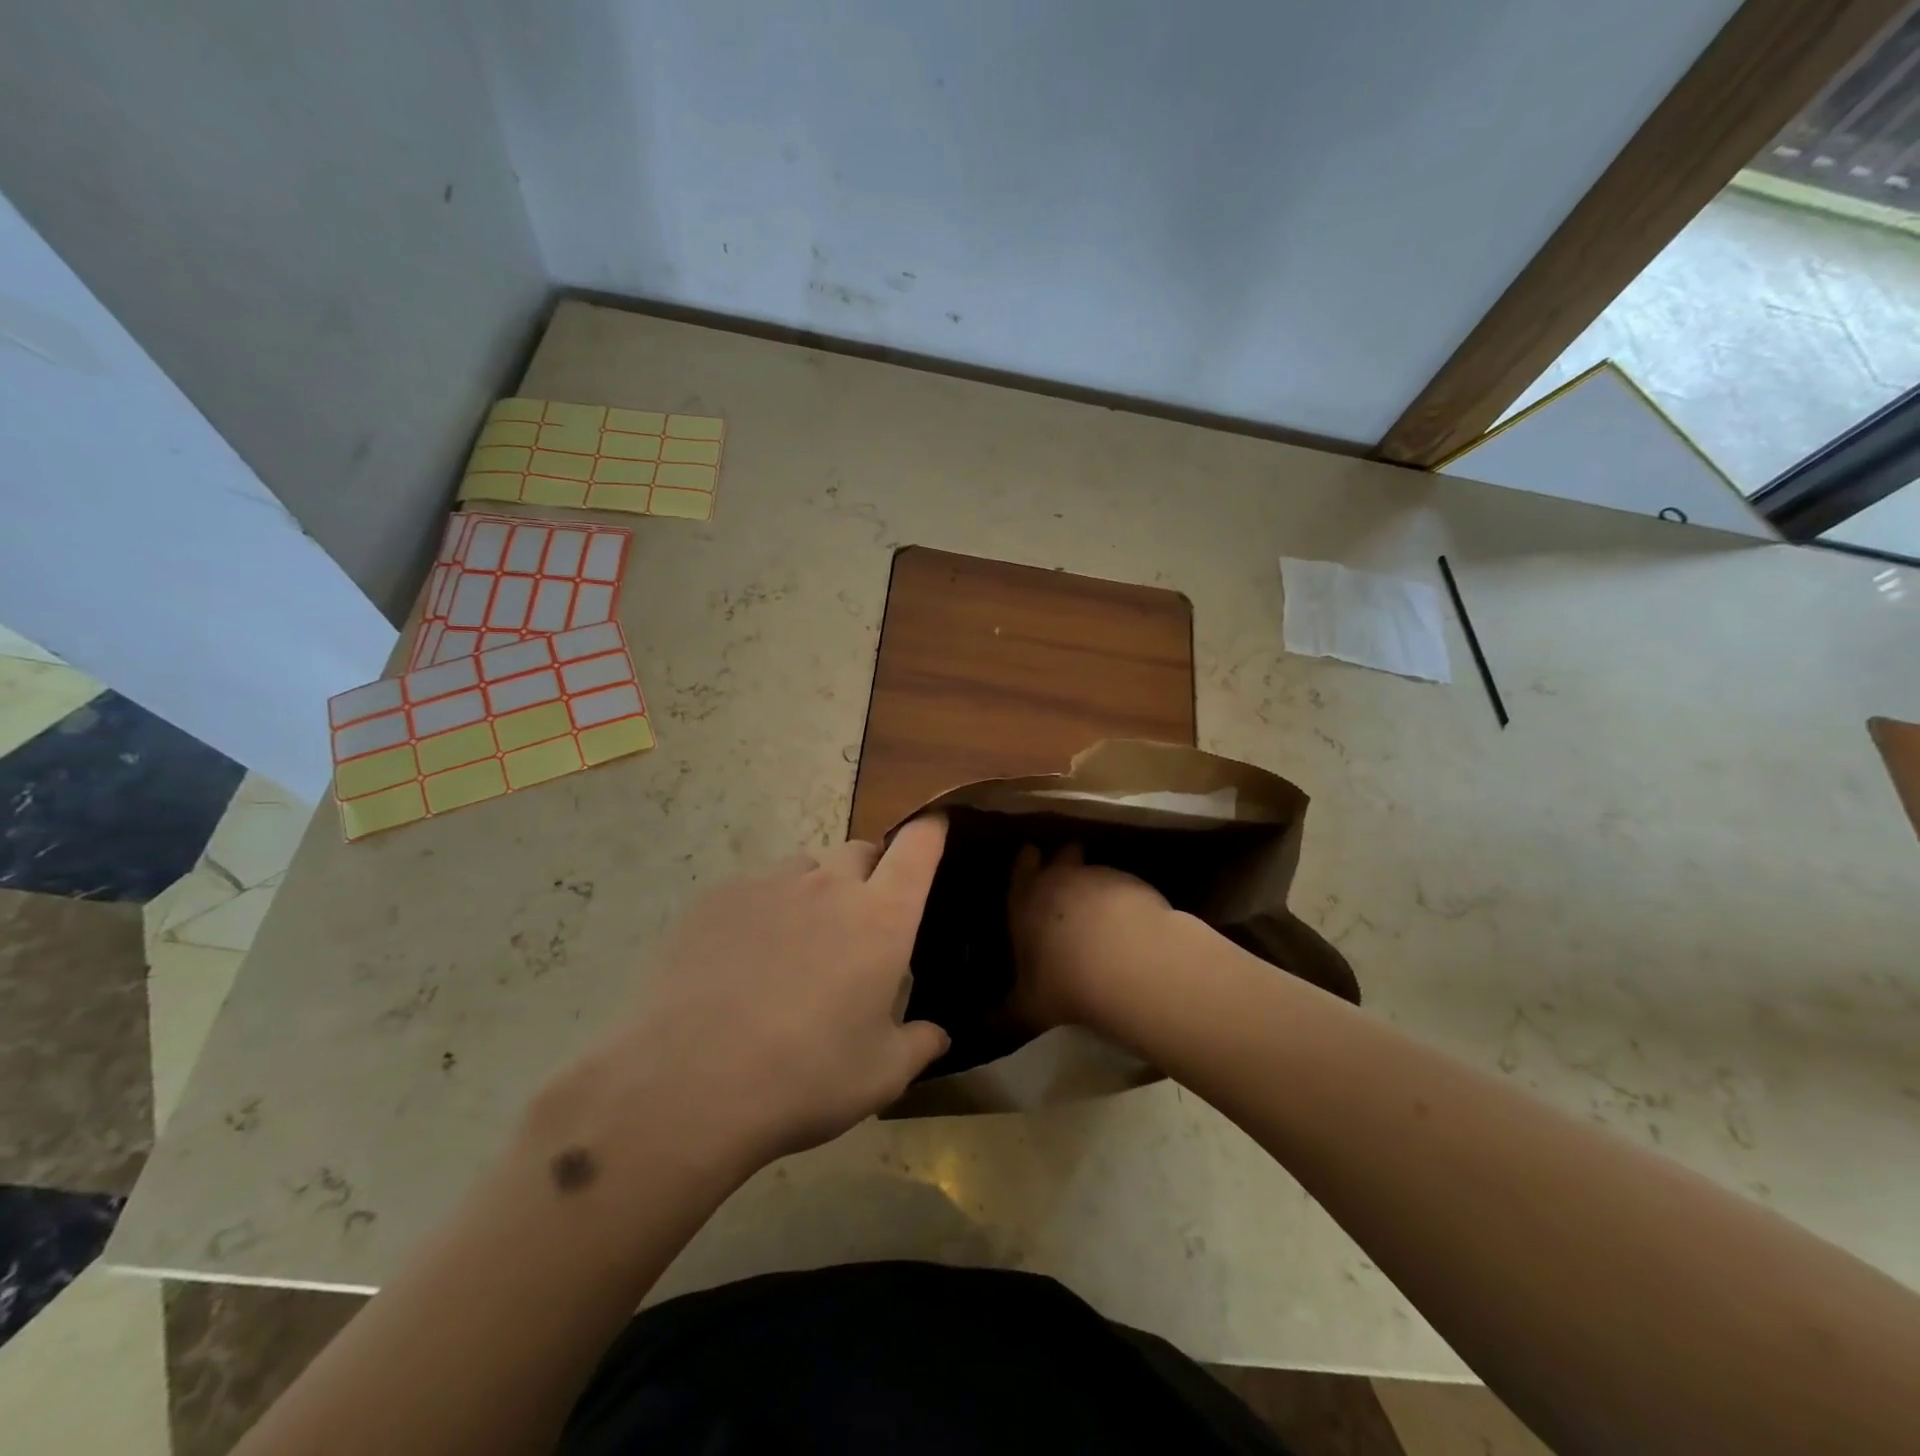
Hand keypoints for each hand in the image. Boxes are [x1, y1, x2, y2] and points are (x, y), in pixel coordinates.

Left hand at [554, 817, 952, 1180]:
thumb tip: (936, 1033)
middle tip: (859, 923)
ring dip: (815, 892)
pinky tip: (741, 961)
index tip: (937, 827)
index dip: (932, 831)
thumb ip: (918, 1044)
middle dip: (870, 873)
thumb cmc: (805, 1078)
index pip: (918, 848)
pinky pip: (755, 888)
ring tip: (796, 945)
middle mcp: (829, 886)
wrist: (688, 1086)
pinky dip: (764, 911)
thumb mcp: (880, 1076)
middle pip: (861, 851)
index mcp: (880, 918)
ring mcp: (768, 885)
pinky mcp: (717, 898)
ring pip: (806, 869)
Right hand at [1006, 844, 1172, 1028]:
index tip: (1032, 859)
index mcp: (1026, 900)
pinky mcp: (1135, 885)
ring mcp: (1101, 877)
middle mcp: (1061, 879)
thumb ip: (1007, 1013)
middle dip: (1065, 861)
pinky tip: (1133, 924)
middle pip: (1063, 855)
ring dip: (1098, 884)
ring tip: (1104, 910)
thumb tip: (986, 1027)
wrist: (1127, 964)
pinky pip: (1127, 887)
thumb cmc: (1065, 982)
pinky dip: (1127, 900)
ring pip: (1096, 869)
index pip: (1022, 868)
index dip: (1026, 862)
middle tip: (1069, 878)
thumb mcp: (1029, 1007)